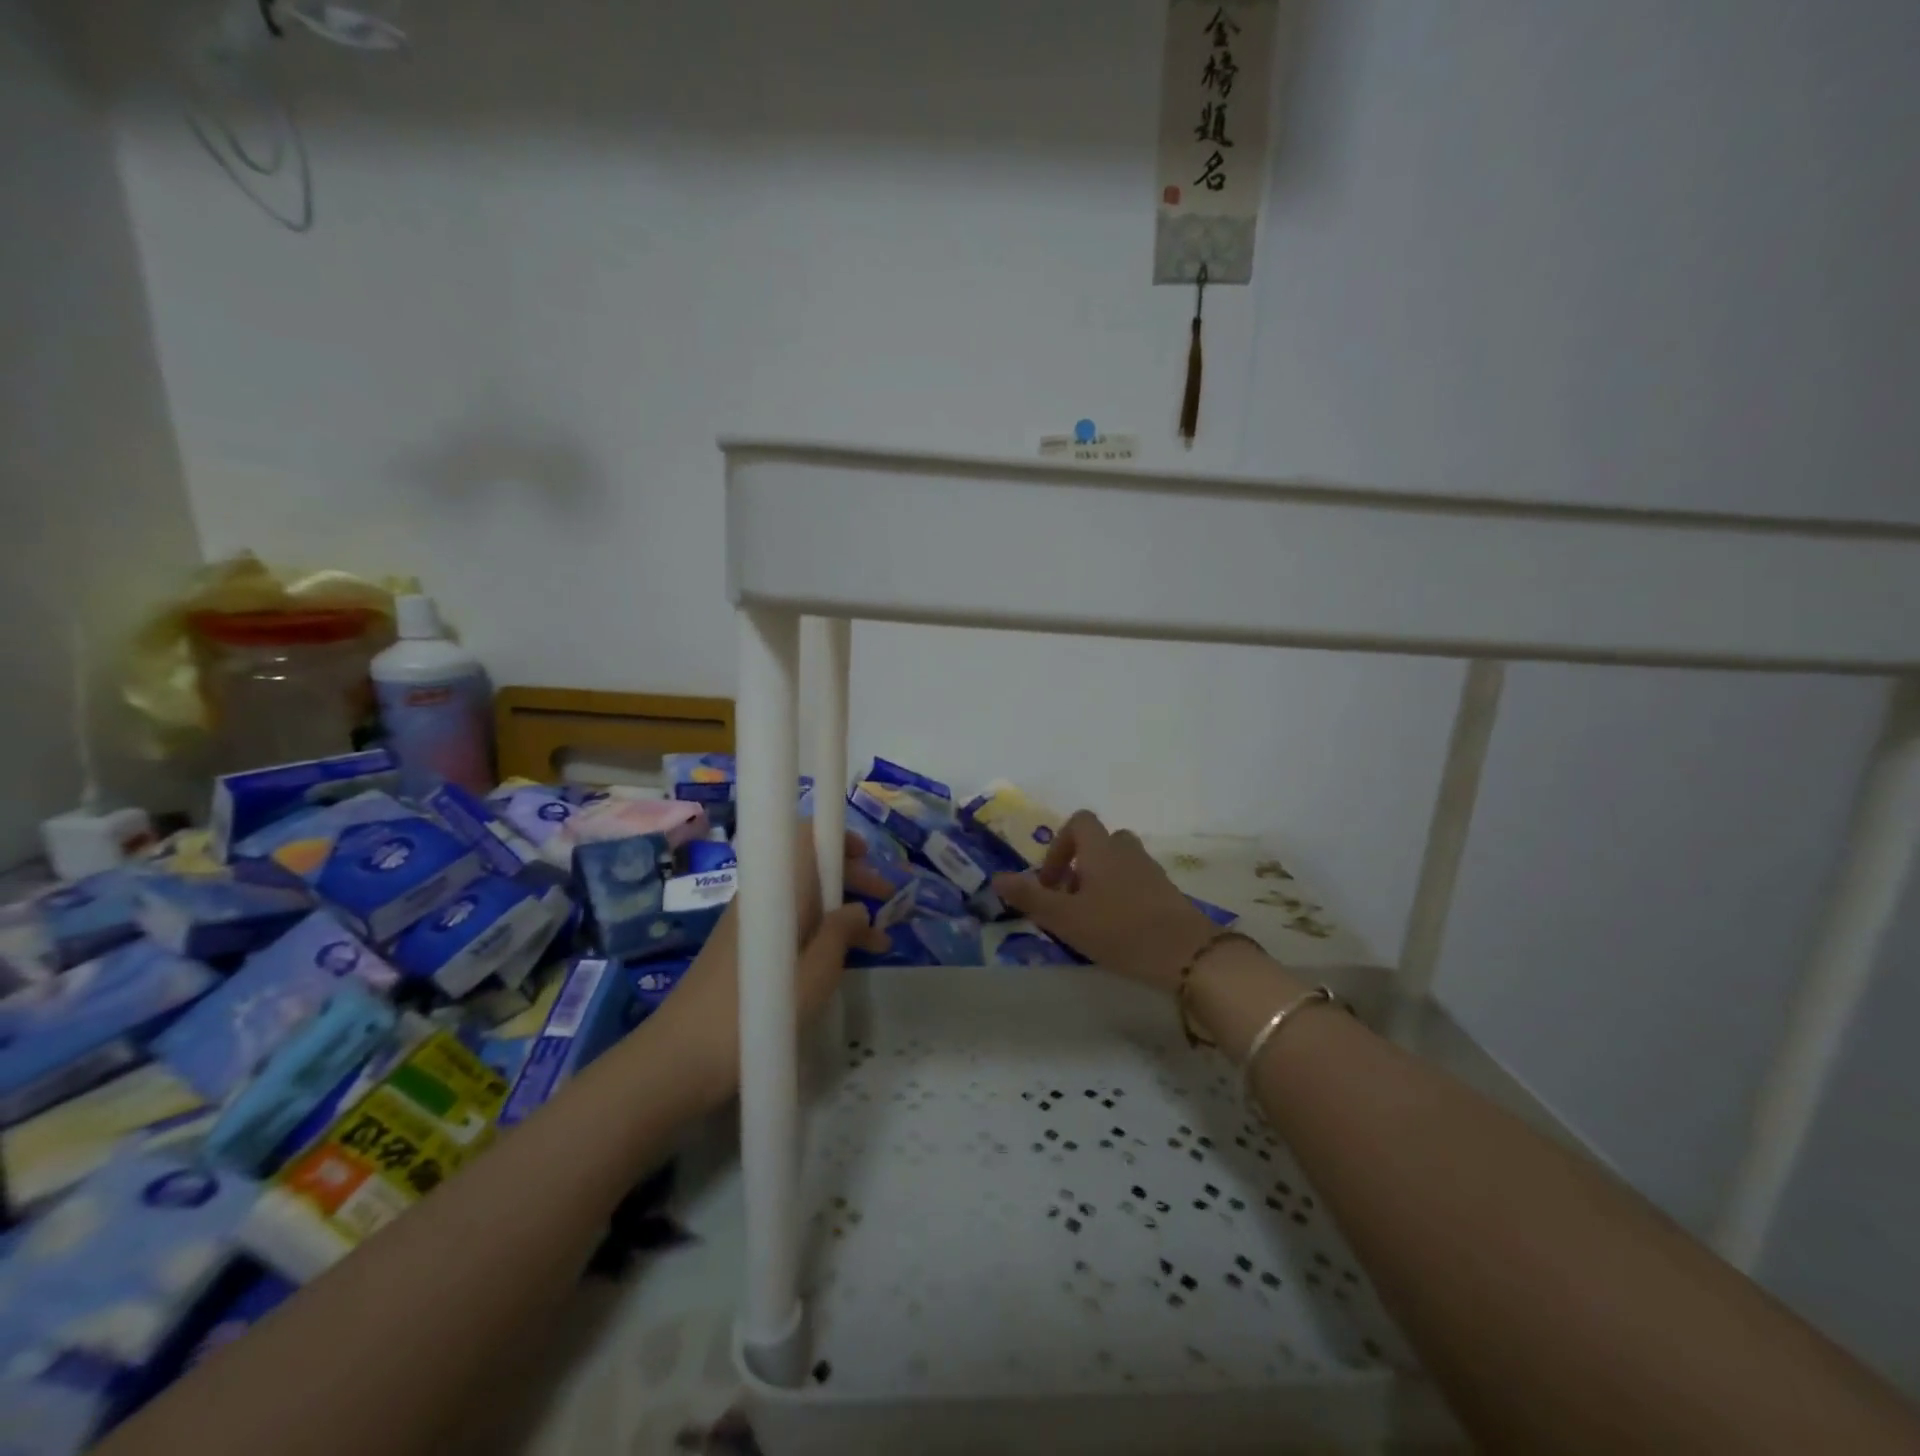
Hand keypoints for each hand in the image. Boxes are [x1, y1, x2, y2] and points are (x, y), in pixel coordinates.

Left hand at [643, 826, 893, 1107]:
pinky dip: (821, 933)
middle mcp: (763, 896)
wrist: (680, 1058)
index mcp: (779, 889)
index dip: (838, 838)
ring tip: (880, 943)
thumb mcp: (815, 974)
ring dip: (842, 911)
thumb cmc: (756, 1012)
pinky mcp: (745, 949)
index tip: (869, 858)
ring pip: (804, 900)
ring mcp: (751, 923)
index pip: (805, 836)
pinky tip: (843, 961)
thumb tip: (858, 908)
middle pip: (810, 867)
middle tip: (889, 902)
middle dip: (852, 878)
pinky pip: (791, 925)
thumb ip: (840, 934)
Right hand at [992, 810, 1221, 993]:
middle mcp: (1127, 852)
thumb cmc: (1119, 929)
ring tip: (1091, 918)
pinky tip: (1118, 931)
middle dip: (1080, 866)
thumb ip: (1030, 897)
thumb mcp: (1065, 918)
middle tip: (1069, 901)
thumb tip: (997, 878)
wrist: (1187, 954)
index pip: (1080, 822)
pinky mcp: (1168, 894)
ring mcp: (1152, 872)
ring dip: (1101, 883)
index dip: (1060, 845)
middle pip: (1100, 843)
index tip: (1051, 880)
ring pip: (1119, 864)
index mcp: (1102, 849)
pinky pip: (1137, 884)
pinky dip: (1122, 898)